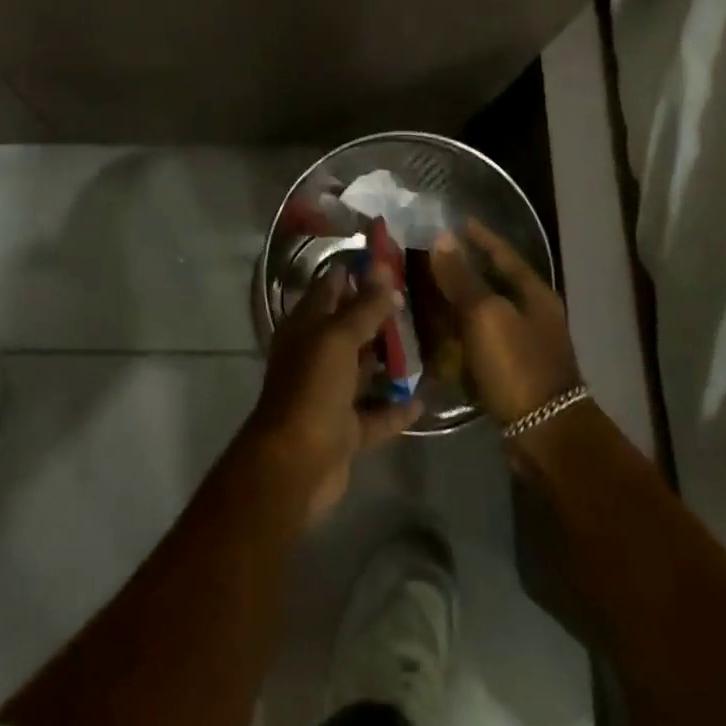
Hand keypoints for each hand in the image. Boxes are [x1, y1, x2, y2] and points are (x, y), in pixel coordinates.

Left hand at [244, 264, 422, 524]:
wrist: (296, 466)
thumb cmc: (312, 389)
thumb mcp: (338, 339)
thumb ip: (363, 308)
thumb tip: (384, 274)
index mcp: (306, 328)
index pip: (330, 288)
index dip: (356, 272)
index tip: (390, 259)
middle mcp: (316, 356)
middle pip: (350, 328)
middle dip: (380, 315)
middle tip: (419, 298)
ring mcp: (331, 394)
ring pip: (364, 370)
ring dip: (391, 360)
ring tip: (429, 341)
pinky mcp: (346, 429)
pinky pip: (377, 413)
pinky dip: (397, 407)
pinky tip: (425, 396)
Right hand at [431, 219, 582, 425]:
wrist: (546, 433)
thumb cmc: (517, 365)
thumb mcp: (485, 315)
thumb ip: (461, 277)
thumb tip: (442, 237)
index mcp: (533, 293)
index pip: (503, 253)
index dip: (480, 236)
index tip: (456, 221)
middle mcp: (533, 313)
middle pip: (494, 281)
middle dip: (463, 269)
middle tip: (429, 258)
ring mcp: (525, 344)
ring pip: (486, 312)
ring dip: (459, 302)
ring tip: (426, 293)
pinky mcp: (513, 371)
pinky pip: (482, 341)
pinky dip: (462, 334)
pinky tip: (439, 336)